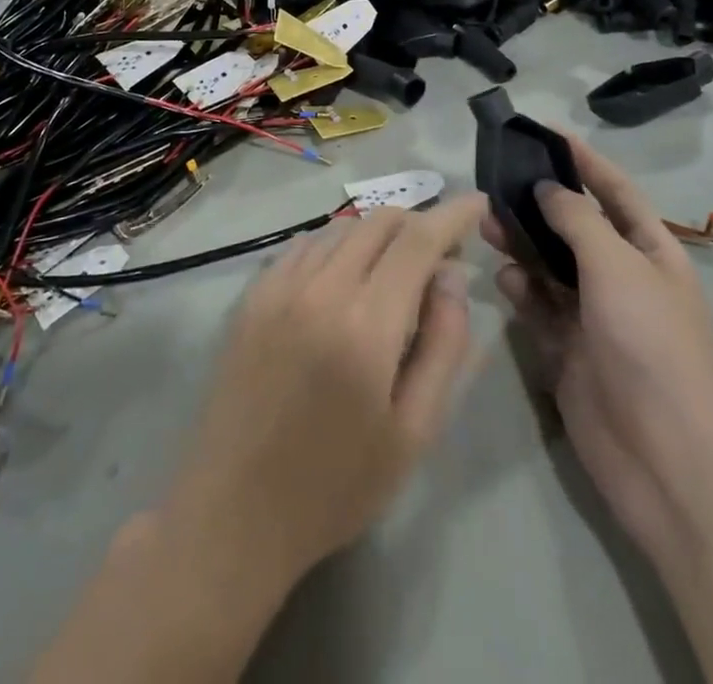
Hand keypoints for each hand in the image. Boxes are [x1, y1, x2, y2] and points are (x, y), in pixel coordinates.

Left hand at [158, 197, 483, 590]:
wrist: (236, 509)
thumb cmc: (337, 483)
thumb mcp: (414, 431)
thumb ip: (443, 345)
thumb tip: (452, 276)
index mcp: (366, 325)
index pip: (418, 241)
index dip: (452, 215)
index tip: (477, 203)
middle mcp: (320, 288)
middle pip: (379, 223)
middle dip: (418, 224)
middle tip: (440, 256)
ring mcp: (278, 286)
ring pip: (341, 229)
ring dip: (378, 235)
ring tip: (395, 270)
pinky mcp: (252, 294)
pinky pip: (304, 246)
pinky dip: (336, 246)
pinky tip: (344, 277)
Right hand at [482, 138, 712, 552]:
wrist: (663, 454)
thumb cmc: (649, 342)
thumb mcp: (617, 265)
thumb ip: (577, 219)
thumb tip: (547, 187)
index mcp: (650, 252)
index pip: (614, 191)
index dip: (584, 160)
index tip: (544, 132)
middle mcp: (621, 278)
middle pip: (573, 226)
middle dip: (538, 204)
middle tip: (495, 184)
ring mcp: (593, 315)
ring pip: (548, 265)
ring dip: (521, 244)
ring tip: (489, 227)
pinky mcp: (566, 348)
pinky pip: (537, 306)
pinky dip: (520, 290)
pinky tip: (505, 281)